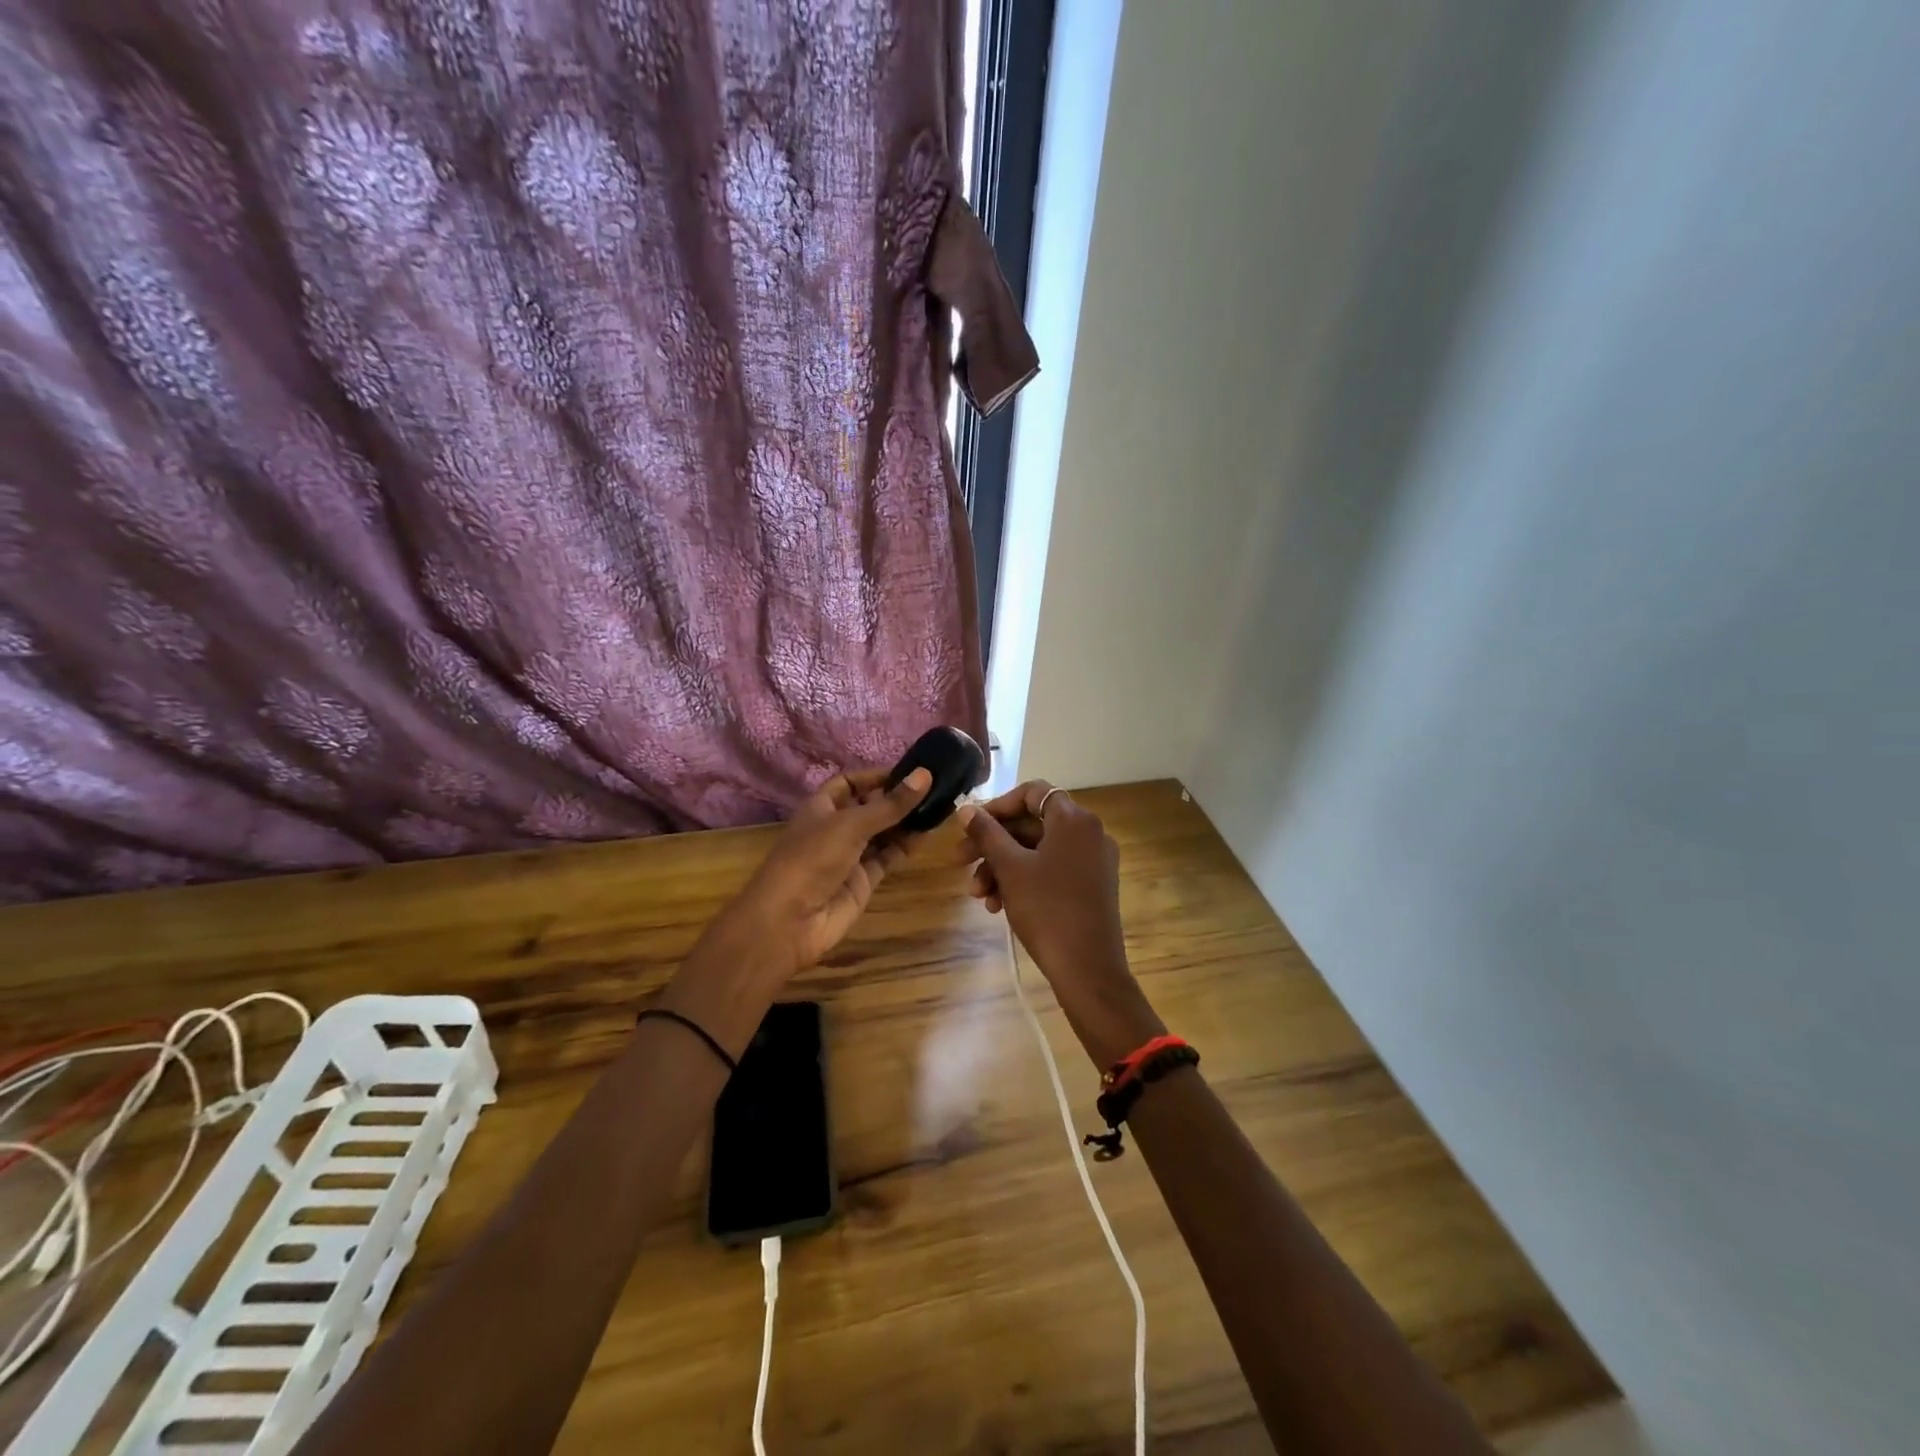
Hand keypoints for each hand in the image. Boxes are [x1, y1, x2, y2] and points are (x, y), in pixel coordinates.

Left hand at [700, 766, 933, 983]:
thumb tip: (925, 775)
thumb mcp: (851, 824)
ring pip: (883, 833)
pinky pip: (888, 857)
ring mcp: (850, 856)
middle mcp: (836, 828)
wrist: (790, 921)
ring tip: (939, 808)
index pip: (851, 783)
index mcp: (822, 807)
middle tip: (936, 789)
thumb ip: (890, 804)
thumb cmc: (812, 859)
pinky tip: (927, 834)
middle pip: (870, 807)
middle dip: (897, 799)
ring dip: (906, 822)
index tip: (911, 772)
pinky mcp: (863, 881)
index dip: (877, 776)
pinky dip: (906, 846)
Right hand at [959, 781, 1164, 1064]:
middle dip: (993, 845)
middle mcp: (1089, 833)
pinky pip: (1052, 870)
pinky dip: (1024, 881)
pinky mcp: (1092, 886)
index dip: (998, 805)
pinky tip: (998, 906)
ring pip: (1038, 851)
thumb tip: (966, 809)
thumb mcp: (1010, 869)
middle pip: (1032, 824)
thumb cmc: (1047, 910)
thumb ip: (987, 833)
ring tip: (978, 897)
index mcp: (1074, 819)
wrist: (1088, 969)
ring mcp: (1094, 861)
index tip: (972, 826)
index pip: (1033, 793)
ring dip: (1003, 868)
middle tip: (960, 862)